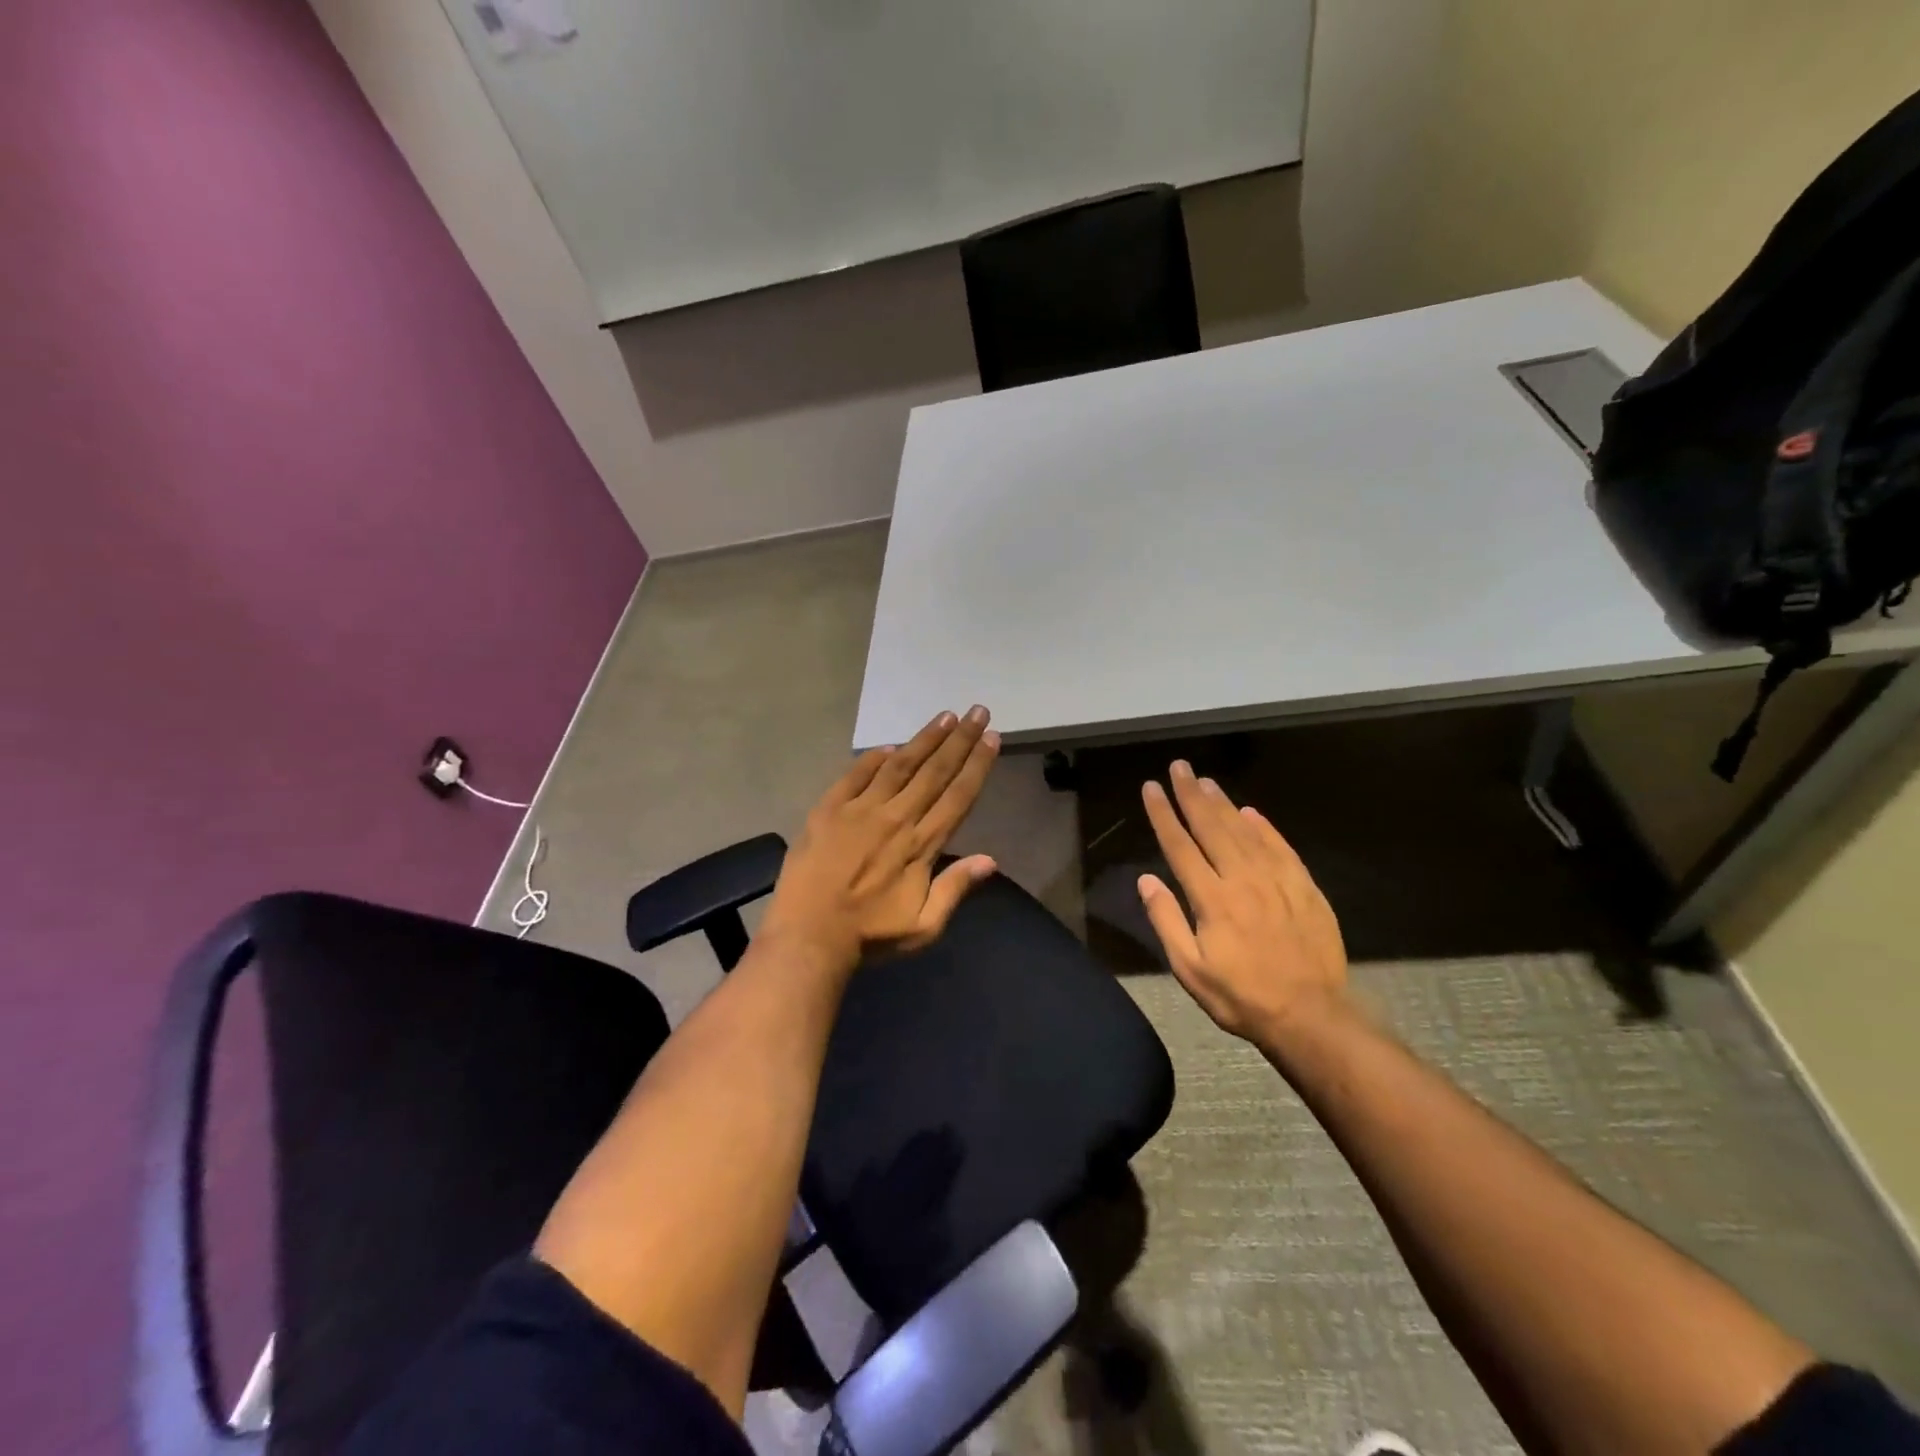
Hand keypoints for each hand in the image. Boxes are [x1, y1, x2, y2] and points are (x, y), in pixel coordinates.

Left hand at [760, 706, 1000, 972]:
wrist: (807, 937)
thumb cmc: (869, 936)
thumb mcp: (923, 927)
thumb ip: (955, 889)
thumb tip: (991, 860)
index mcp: (920, 845)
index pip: (957, 796)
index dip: (977, 765)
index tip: (992, 737)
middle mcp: (895, 818)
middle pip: (934, 772)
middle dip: (959, 740)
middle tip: (977, 711)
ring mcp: (859, 810)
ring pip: (898, 765)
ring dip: (923, 739)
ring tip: (944, 717)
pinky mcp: (827, 810)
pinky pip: (854, 775)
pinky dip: (872, 759)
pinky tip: (888, 746)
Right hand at [1136, 760, 1347, 1043]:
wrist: (1311, 1015)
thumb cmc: (1241, 997)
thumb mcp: (1190, 970)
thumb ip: (1166, 921)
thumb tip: (1146, 880)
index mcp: (1211, 899)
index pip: (1180, 846)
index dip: (1163, 814)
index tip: (1150, 788)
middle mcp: (1242, 879)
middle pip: (1211, 827)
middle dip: (1191, 794)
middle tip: (1178, 767)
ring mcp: (1277, 880)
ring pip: (1244, 830)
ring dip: (1222, 803)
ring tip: (1205, 780)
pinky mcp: (1304, 887)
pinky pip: (1280, 846)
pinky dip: (1263, 826)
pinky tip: (1250, 811)